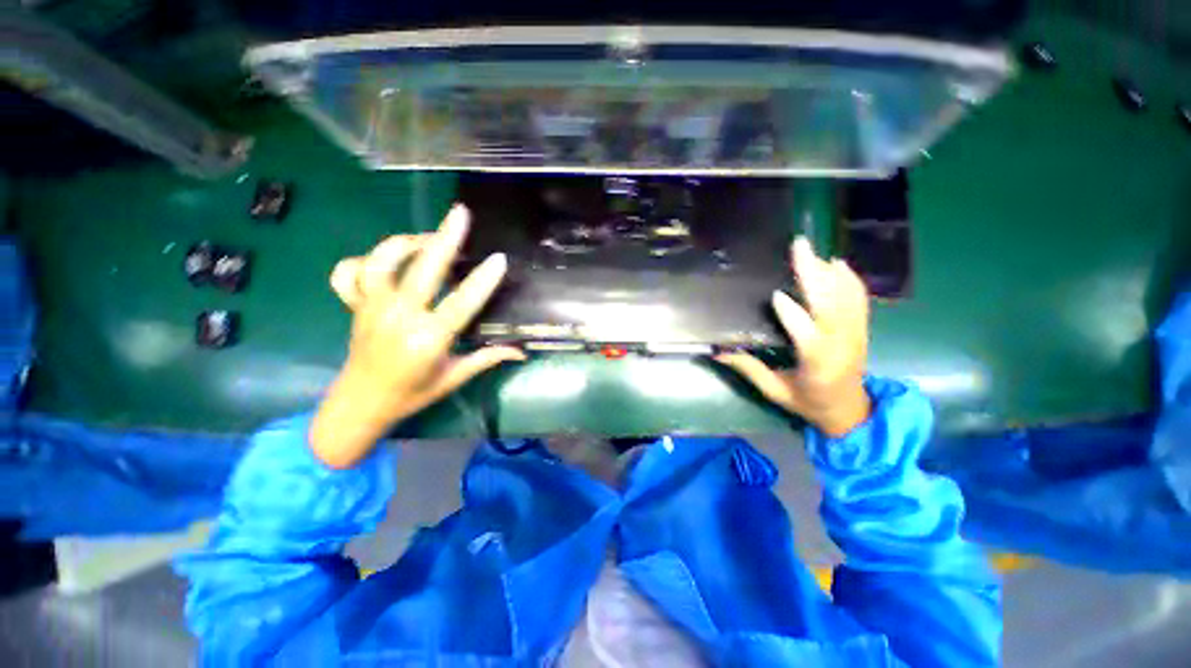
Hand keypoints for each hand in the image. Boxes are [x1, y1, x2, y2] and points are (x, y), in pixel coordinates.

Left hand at [309, 204, 523, 467]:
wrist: (360, 404)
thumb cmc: (413, 394)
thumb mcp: (454, 378)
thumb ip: (488, 359)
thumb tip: (521, 353)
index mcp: (428, 339)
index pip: (462, 303)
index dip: (483, 280)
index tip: (499, 259)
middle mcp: (399, 318)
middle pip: (423, 271)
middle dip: (444, 239)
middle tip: (460, 215)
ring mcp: (373, 308)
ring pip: (382, 263)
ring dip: (405, 244)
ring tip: (427, 238)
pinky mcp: (356, 306)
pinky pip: (350, 274)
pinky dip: (363, 260)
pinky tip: (385, 259)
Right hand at [714, 237, 870, 436]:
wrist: (851, 411)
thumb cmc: (809, 402)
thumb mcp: (775, 391)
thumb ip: (749, 369)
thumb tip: (719, 352)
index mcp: (818, 362)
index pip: (806, 332)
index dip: (791, 313)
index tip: (774, 294)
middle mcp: (841, 343)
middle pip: (829, 303)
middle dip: (813, 274)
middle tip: (798, 248)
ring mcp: (856, 333)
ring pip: (845, 296)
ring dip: (828, 271)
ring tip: (810, 251)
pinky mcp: (861, 328)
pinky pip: (859, 298)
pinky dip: (849, 278)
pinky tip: (837, 264)